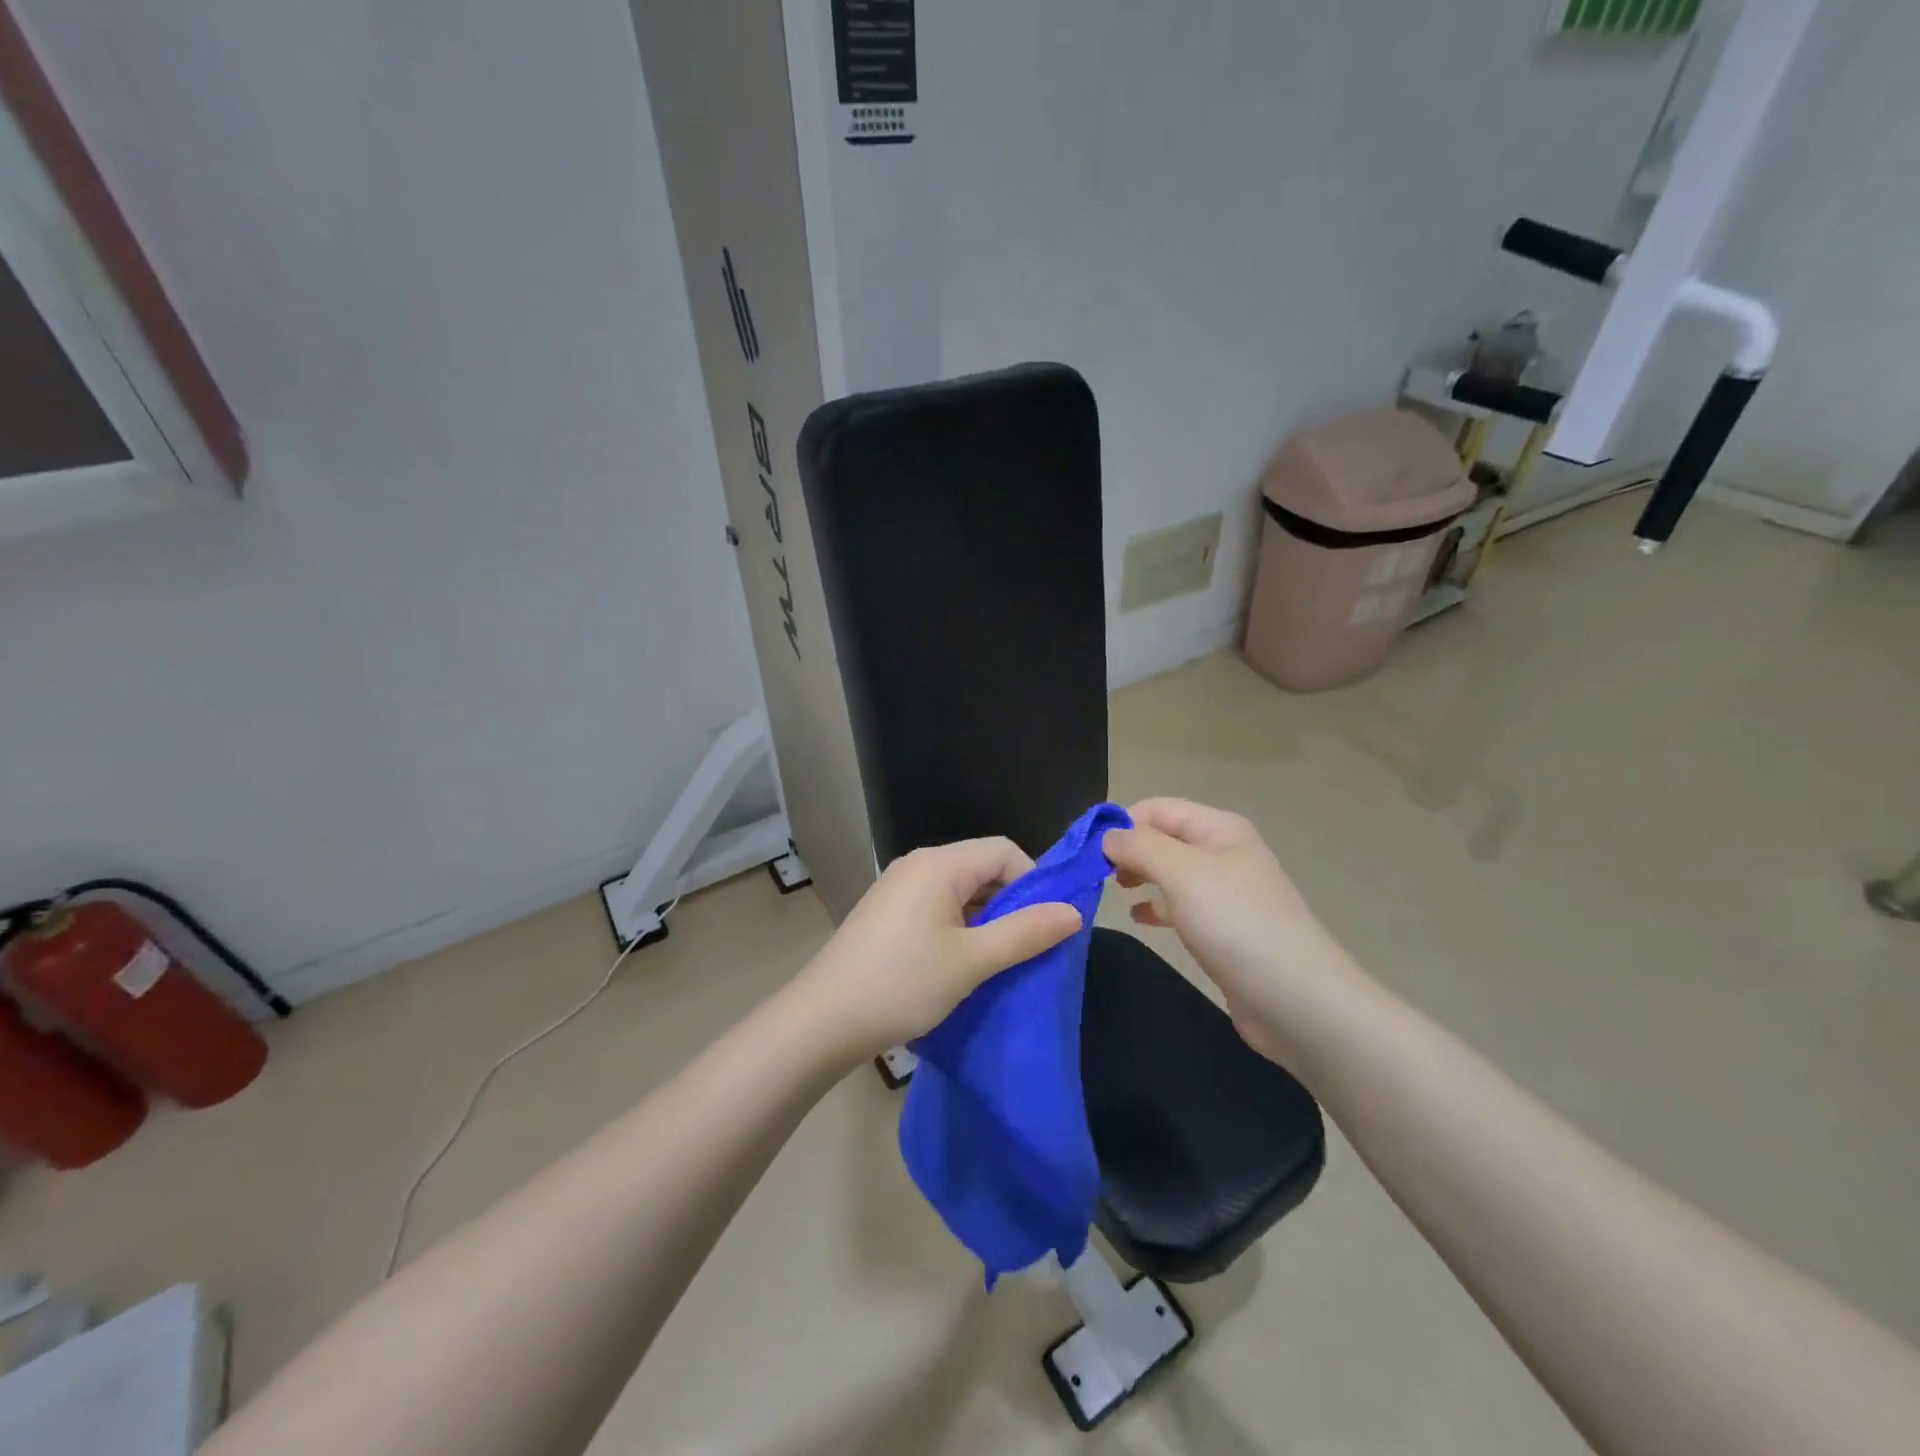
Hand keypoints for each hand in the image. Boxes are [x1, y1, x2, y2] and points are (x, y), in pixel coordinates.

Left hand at [789, 839, 1082, 1063]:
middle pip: (982, 868)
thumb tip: (1073, 911)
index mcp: (939, 864)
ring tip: (999, 962)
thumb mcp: (972, 961)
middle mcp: (918, 866)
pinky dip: (960, 929)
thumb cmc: (902, 984)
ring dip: (986, 921)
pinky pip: (938, 908)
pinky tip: (963, 966)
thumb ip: (1025, 932)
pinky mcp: (887, 914)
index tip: (1046, 925)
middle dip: (1012, 903)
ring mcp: (898, 889)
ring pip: (961, 892)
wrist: (822, 1021)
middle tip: (1028, 949)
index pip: (1004, 851)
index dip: (1034, 881)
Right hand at [1102, 799, 1342, 1064]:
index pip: (1157, 808)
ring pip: (1169, 872)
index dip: (1121, 822)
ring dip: (1138, 876)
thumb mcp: (1182, 872)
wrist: (1296, 1000)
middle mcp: (1223, 853)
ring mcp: (1225, 893)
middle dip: (1127, 850)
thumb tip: (1107, 836)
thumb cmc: (1236, 924)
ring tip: (1110, 892)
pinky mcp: (1224, 929)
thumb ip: (1139, 846)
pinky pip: (1179, 905)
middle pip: (1162, 838)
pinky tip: (1138, 918)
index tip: (1085, 850)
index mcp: (1219, 828)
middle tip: (1094, 874)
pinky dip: (1155, 906)